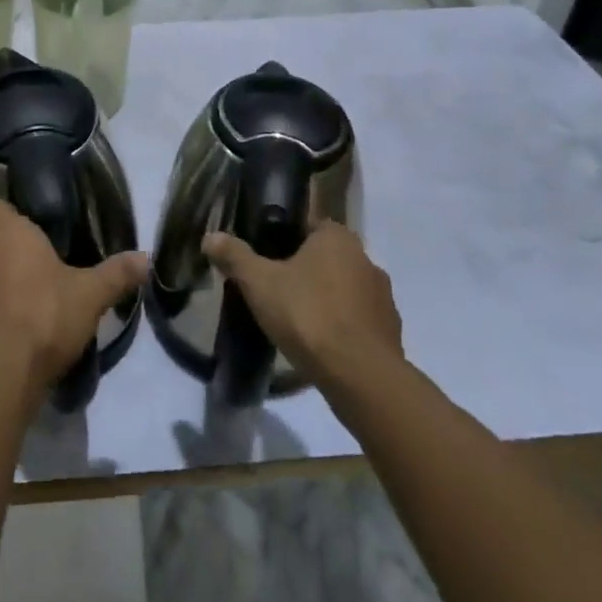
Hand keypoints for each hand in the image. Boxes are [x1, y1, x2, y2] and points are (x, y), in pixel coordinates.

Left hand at [0, 197, 146, 406]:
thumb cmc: (43, 317)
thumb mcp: (90, 295)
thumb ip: (116, 274)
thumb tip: (147, 257)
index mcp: (6, 232)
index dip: (2, 207)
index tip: (20, 216)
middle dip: (5, 249)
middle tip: (33, 262)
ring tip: (21, 297)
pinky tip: (4, 329)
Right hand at [204, 221, 402, 379]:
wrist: (361, 376)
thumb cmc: (308, 315)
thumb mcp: (259, 283)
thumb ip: (235, 256)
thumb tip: (210, 236)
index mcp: (337, 238)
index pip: (308, 225)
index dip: (284, 238)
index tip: (266, 257)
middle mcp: (366, 260)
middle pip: (326, 258)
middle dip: (304, 270)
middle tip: (275, 289)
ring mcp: (383, 298)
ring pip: (344, 290)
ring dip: (325, 300)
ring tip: (296, 320)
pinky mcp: (391, 333)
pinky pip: (358, 321)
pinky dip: (341, 328)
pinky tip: (320, 344)